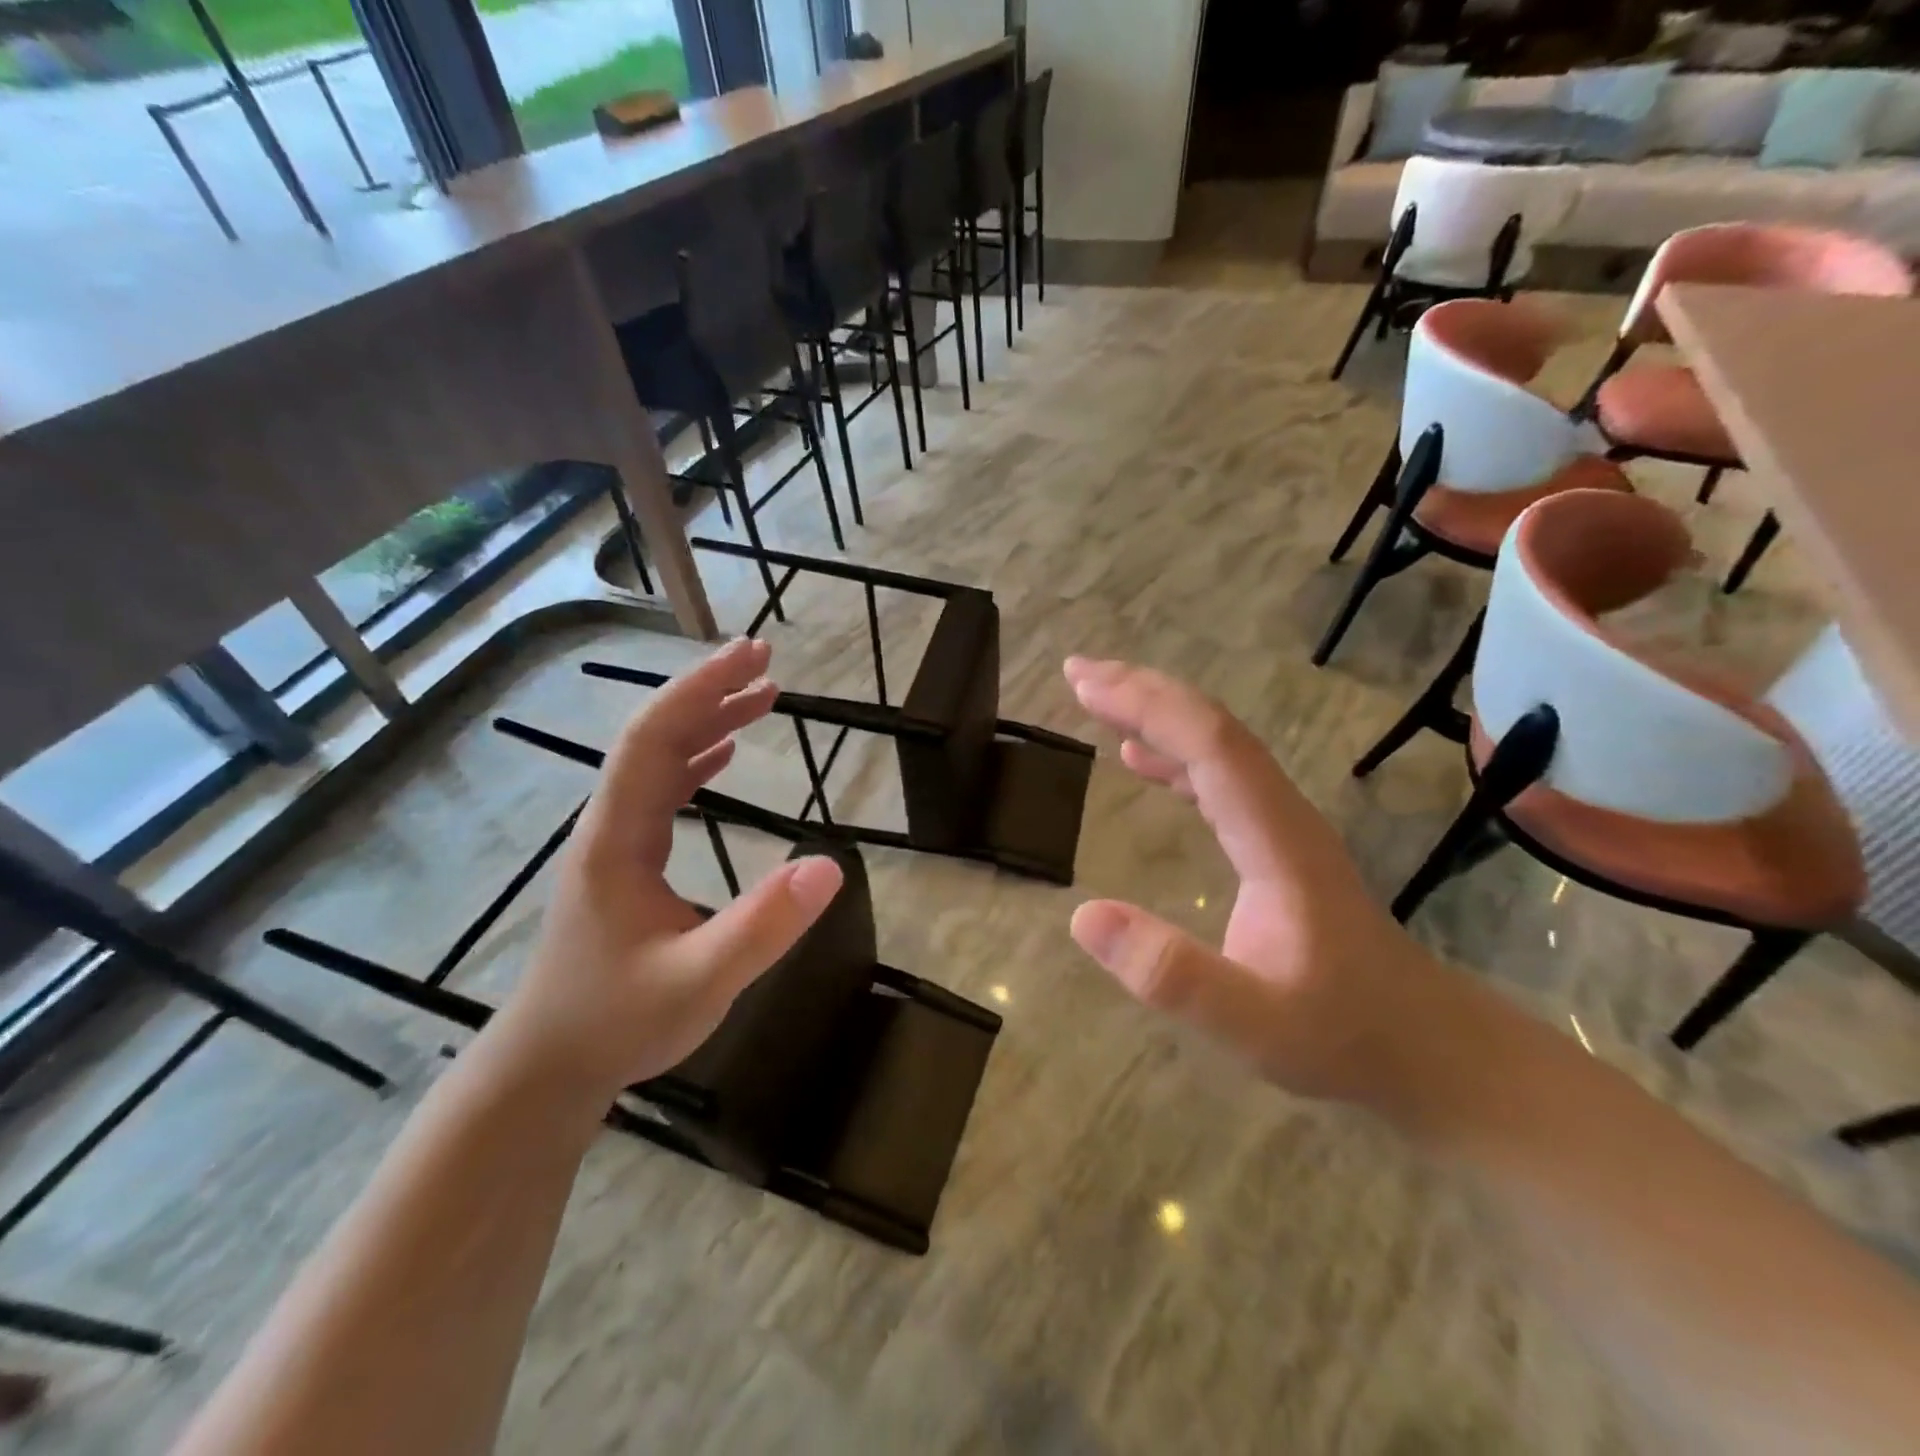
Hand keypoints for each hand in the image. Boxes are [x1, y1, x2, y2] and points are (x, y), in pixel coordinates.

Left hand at [490, 638, 842, 1101]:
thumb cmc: (618, 1022)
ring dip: (706, 720)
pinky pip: (661, 790)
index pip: (655, 739)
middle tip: (766, 659)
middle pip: (656, 736)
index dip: (701, 690)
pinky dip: (695, 758)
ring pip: (658, 761)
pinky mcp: (625, 862)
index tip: (752, 658)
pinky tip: (723, 752)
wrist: (549, 1066)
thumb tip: (831, 866)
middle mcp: (610, 826)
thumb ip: (764, 926)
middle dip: (709, 691)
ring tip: (760, 694)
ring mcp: (615, 842)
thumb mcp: (701, 980)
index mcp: (618, 838)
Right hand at [1063, 657, 1445, 1107]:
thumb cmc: (1343, 1035)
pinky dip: (1173, 752)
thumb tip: (1083, 916)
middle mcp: (1281, 814)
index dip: (1147, 706)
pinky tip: (1139, 757)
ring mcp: (1280, 825)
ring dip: (1156, 714)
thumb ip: (1173, 975)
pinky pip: (1218, 776)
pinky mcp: (1274, 844)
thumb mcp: (1254, 1024)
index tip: (1084, 685)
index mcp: (1277, 839)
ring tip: (1097, 698)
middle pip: (1213, 729)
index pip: (1211, 746)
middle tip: (1077, 674)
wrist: (1427, 1049)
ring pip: (1216, 745)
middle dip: (1144, 691)